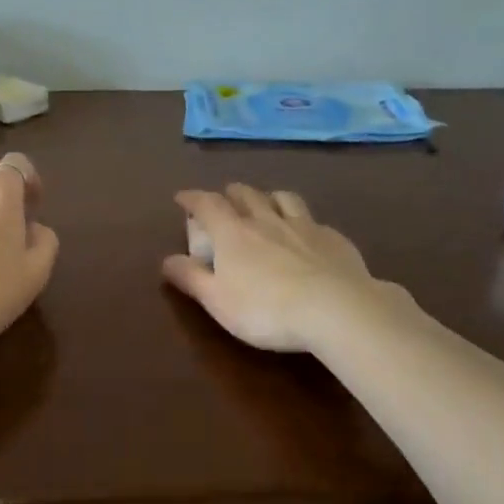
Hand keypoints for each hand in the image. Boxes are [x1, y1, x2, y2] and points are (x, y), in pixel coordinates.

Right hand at [163, 185, 400, 352]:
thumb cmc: (266, 309)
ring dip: (268, 197)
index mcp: (233, 233)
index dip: (192, 198)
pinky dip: (302, 220)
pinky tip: (306, 234)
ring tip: (265, 205)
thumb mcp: (217, 301)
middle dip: (230, 193)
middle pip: (245, 194)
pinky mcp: (333, 238)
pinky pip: (313, 219)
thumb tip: (167, 260)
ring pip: (282, 198)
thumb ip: (191, 278)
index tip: (182, 197)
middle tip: (224, 200)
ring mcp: (303, 226)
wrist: (336, 309)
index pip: (207, 204)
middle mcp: (266, 220)